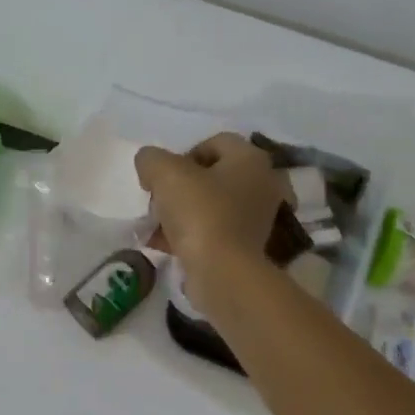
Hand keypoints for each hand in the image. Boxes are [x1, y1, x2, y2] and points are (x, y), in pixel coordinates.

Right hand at [134, 133, 291, 271]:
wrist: (223, 272)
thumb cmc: (200, 212)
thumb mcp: (164, 172)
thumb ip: (151, 159)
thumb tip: (150, 166)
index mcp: (251, 159)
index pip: (214, 143)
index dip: (182, 155)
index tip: (163, 178)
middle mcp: (264, 184)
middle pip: (212, 176)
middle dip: (181, 187)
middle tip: (159, 202)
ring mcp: (260, 217)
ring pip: (212, 205)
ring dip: (182, 212)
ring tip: (156, 227)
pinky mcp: (250, 246)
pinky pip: (215, 231)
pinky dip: (191, 234)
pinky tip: (164, 245)